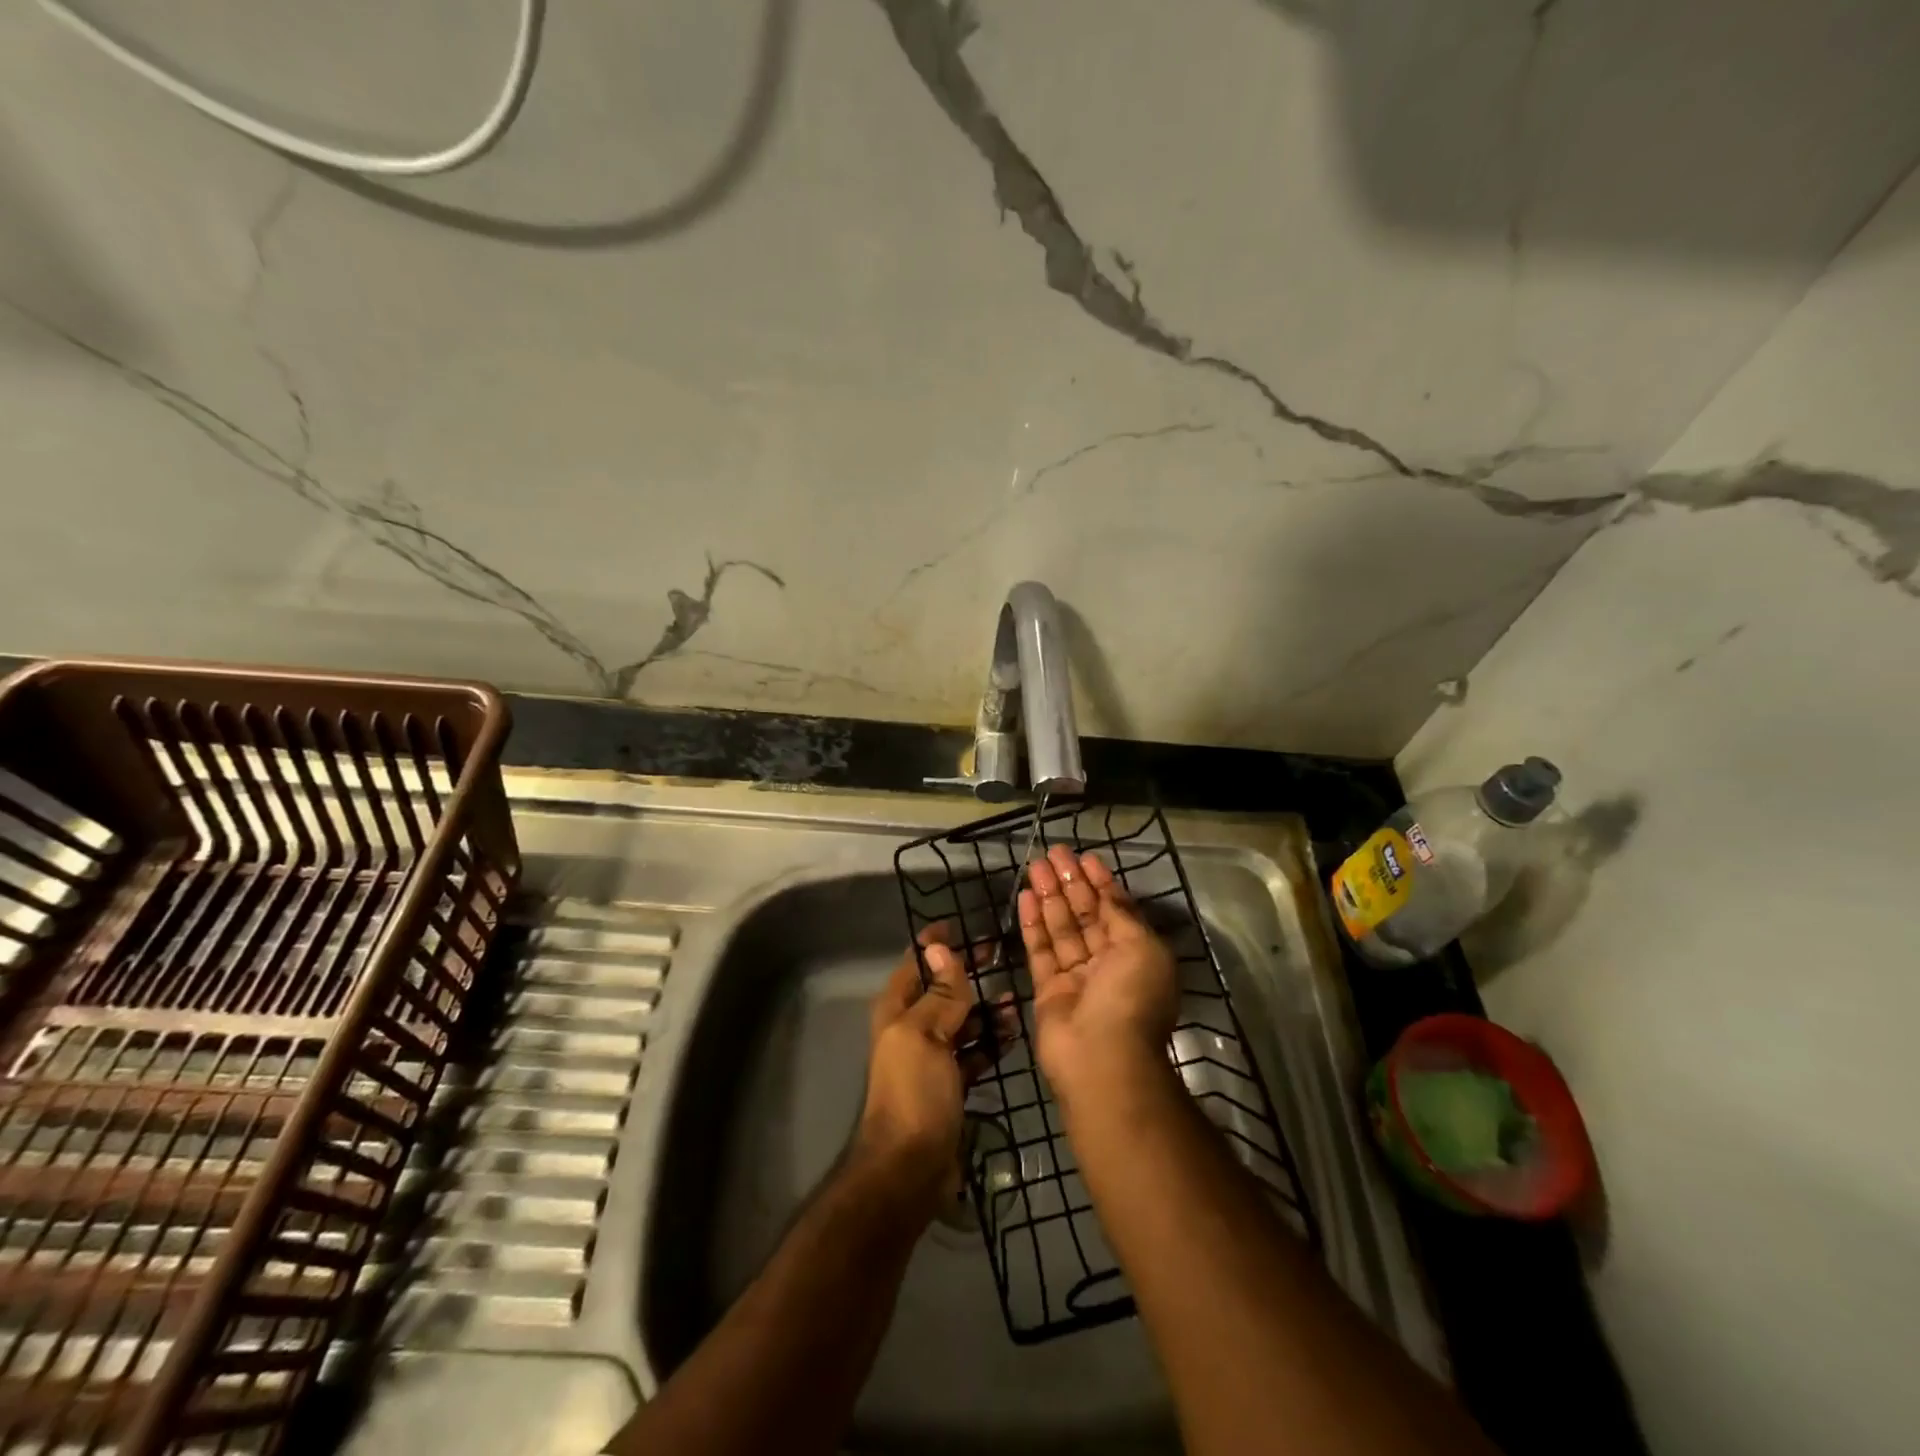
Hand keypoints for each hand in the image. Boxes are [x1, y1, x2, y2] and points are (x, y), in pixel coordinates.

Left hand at [855, 924, 983, 1213]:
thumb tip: (942, 948)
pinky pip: (974, 1051)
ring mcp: (932, 1057)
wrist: (910, 1169)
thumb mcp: (924, 1034)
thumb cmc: (914, 1092)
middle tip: (1000, 954)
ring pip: (962, 1020)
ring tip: (1014, 1000)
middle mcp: (912, 1028)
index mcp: (897, 1010)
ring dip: (985, 1009)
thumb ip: (939, 994)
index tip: (965, 925)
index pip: (916, 963)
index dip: (937, 944)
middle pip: (942, 989)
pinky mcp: (951, 1084)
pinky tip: (1012, 1033)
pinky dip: (990, 1041)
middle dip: (968, 972)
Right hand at [1019, 844, 1179, 1106]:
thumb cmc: (1130, 997)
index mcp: (1137, 954)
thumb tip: (1108, 890)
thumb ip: (1121, 914)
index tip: (1084, 857)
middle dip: (1071, 883)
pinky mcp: (1048, 990)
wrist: (1101, 1059)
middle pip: (1086, 915)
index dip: (1101, 883)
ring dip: (1049, 896)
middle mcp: (1108, 964)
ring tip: (1034, 865)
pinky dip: (1033, 924)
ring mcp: (1077, 978)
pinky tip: (1025, 896)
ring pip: (1061, 929)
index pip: (1116, 910)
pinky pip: (1040, 950)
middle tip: (1053, 852)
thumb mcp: (1141, 947)